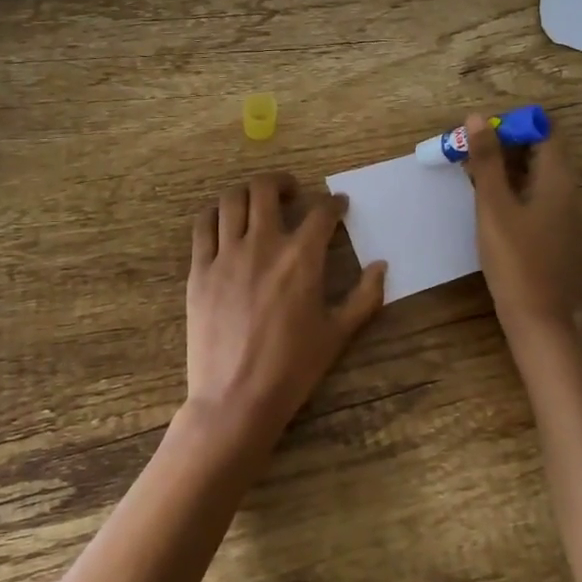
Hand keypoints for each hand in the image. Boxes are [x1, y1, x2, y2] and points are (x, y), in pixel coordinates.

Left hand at [185, 172, 386, 453]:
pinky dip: (216, 214)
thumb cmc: (293, 368)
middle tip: (292, 193)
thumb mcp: (338, 334)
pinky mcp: (199, 269)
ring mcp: (225, 254)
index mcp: (301, 258)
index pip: (321, 212)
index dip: (334, 203)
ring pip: (232, 200)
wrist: (236, 398)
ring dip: (249, 192)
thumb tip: (382, 266)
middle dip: (284, 183)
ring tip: (258, 203)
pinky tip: (225, 221)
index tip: (338, 205)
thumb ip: (365, 296)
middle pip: (267, 189)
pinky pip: (203, 226)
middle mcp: (262, 244)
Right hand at [462, 112, 579, 338]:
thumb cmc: (515, 259)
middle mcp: (566, 190)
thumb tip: (478, 117)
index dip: (514, 123)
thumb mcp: (494, 206)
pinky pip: (533, 194)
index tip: (481, 130)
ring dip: (504, 166)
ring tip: (469, 170)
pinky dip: (510, 187)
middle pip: (539, 150)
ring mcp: (561, 212)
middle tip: (467, 148)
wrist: (537, 318)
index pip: (545, 130)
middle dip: (504, 142)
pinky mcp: (552, 231)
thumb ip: (487, 161)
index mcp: (558, 178)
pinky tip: (485, 200)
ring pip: (533, 173)